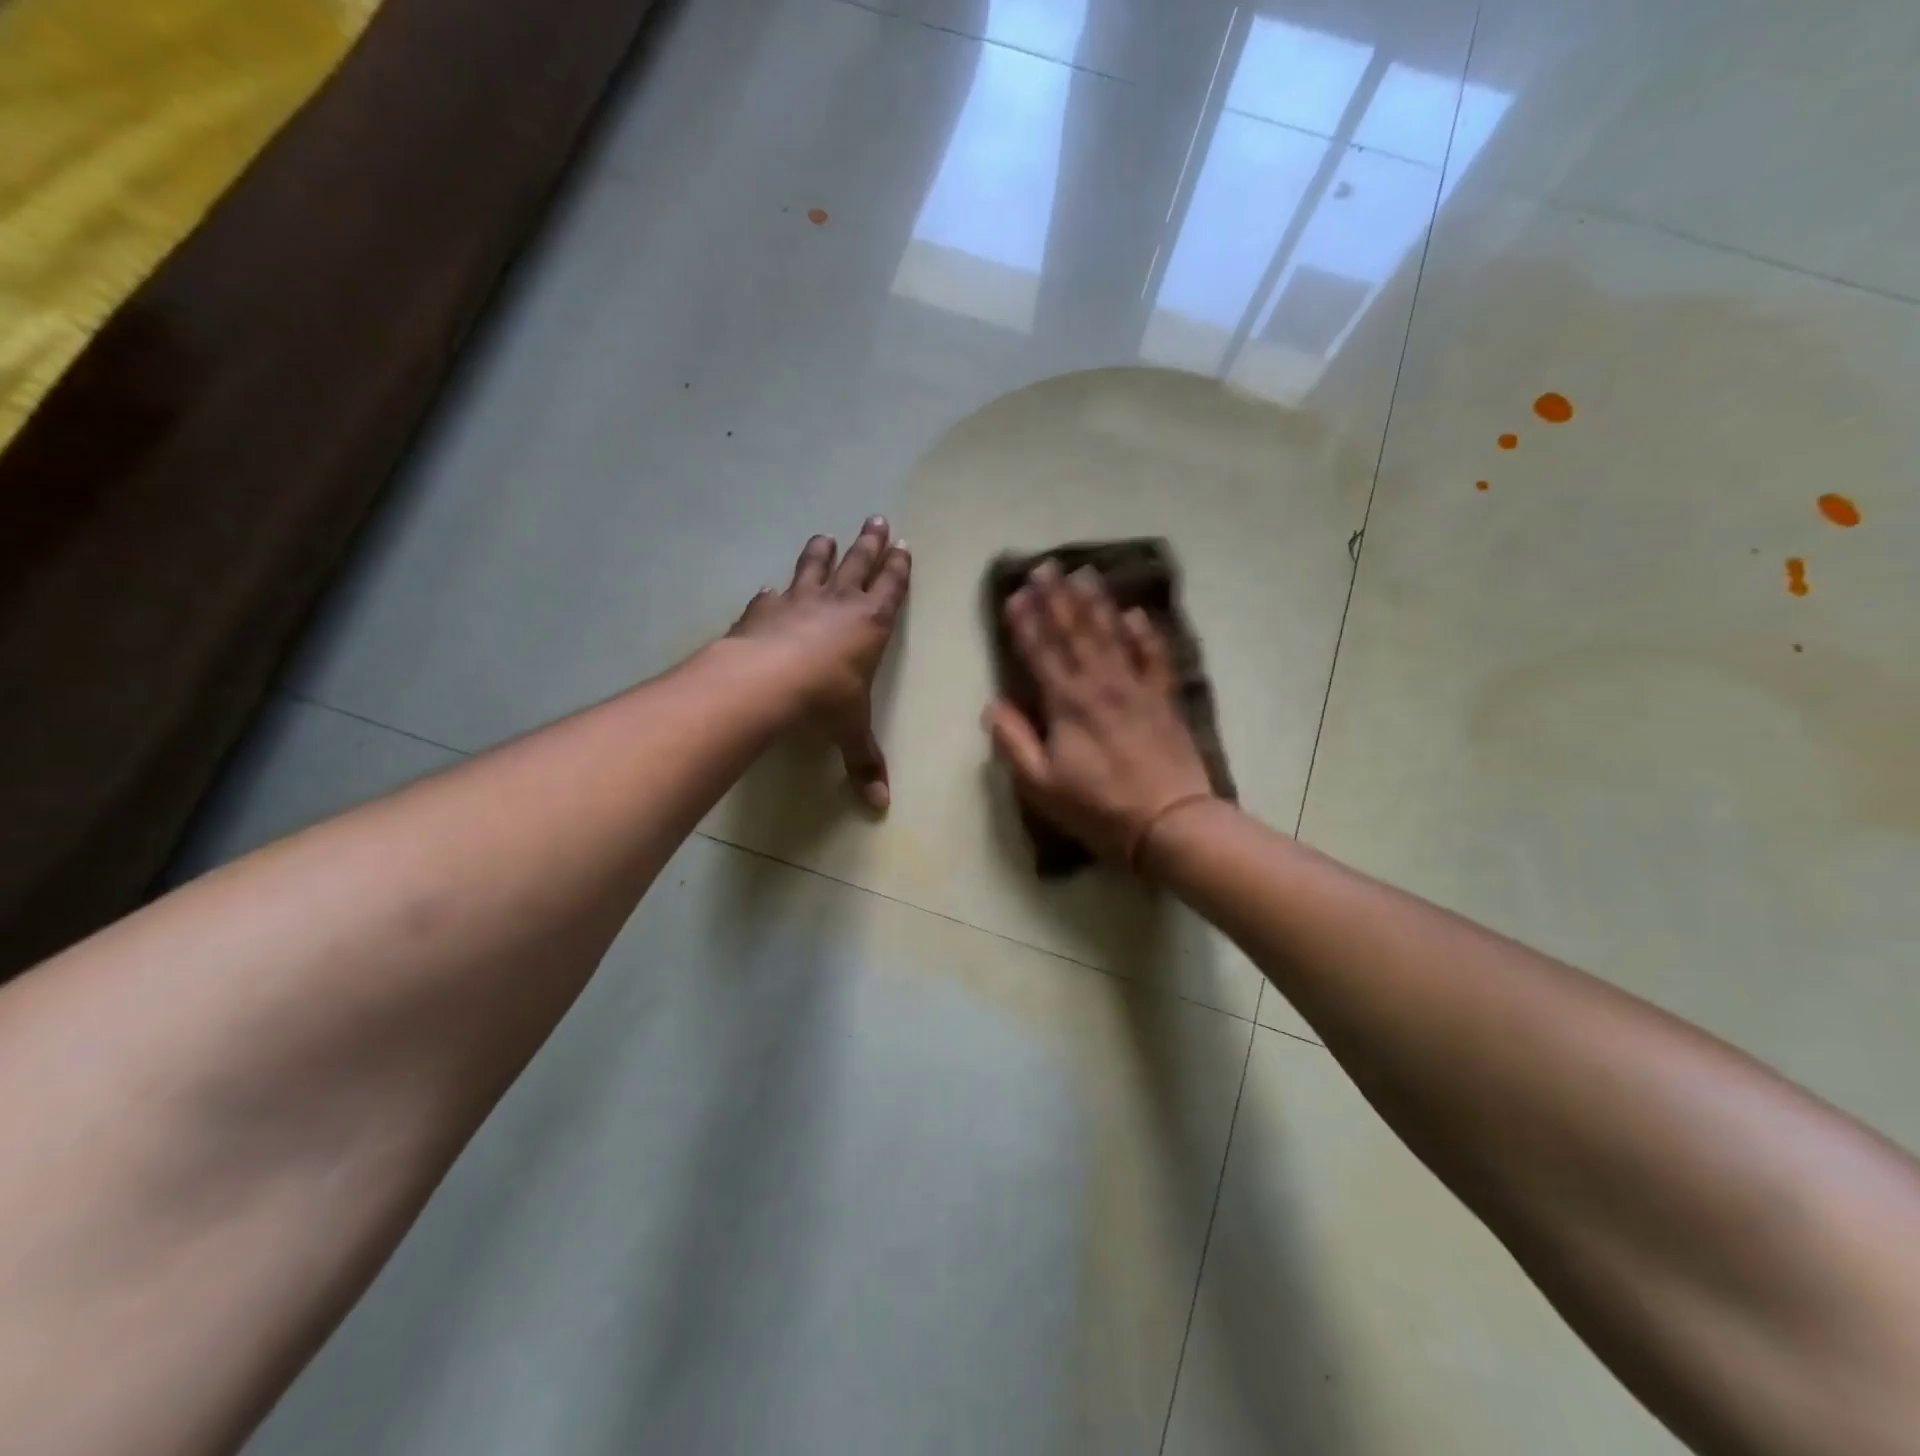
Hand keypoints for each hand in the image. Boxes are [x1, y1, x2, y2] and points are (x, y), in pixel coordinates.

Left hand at [730, 516, 910, 808]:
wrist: (764, 682)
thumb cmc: (823, 701)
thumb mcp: (850, 733)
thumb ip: (865, 763)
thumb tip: (880, 807)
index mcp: (871, 624)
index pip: (891, 588)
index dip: (898, 567)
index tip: (903, 544)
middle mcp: (838, 603)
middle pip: (858, 563)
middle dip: (869, 542)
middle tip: (876, 518)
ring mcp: (798, 600)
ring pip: (814, 566)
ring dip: (822, 551)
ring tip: (826, 535)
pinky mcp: (763, 609)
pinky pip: (771, 595)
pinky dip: (773, 592)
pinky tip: (769, 589)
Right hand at [984, 562, 1216, 868]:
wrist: (1168, 822)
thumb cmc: (1097, 807)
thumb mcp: (1040, 784)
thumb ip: (1013, 742)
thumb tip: (991, 705)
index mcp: (1066, 703)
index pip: (1040, 652)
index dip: (1026, 622)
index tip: (1015, 593)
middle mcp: (1100, 684)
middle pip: (1075, 632)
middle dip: (1057, 598)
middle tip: (1046, 565)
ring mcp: (1136, 687)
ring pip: (1113, 634)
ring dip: (1096, 603)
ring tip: (1084, 573)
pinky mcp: (1164, 698)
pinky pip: (1155, 656)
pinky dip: (1145, 633)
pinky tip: (1136, 614)